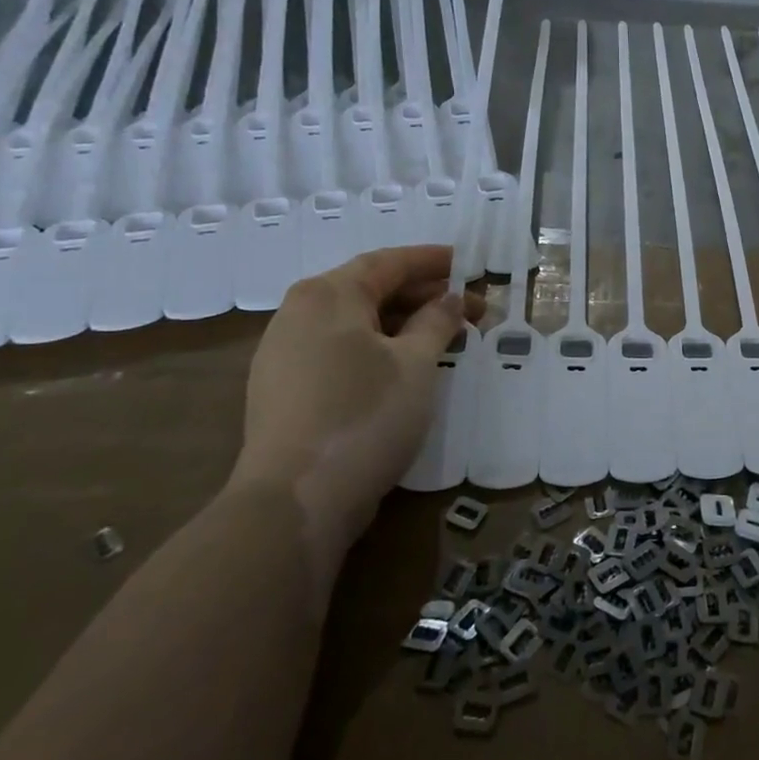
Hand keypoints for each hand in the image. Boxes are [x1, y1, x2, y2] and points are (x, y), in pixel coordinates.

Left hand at [234, 246, 478, 566]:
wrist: (297, 498)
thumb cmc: (365, 414)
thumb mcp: (416, 363)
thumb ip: (437, 322)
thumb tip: (449, 299)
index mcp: (328, 296)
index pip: (388, 263)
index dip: (432, 261)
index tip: (468, 264)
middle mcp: (299, 315)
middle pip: (371, 291)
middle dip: (425, 298)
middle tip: (473, 312)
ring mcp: (285, 355)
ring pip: (357, 325)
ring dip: (405, 326)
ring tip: (447, 341)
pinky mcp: (286, 391)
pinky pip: (341, 353)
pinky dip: (380, 350)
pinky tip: (408, 370)